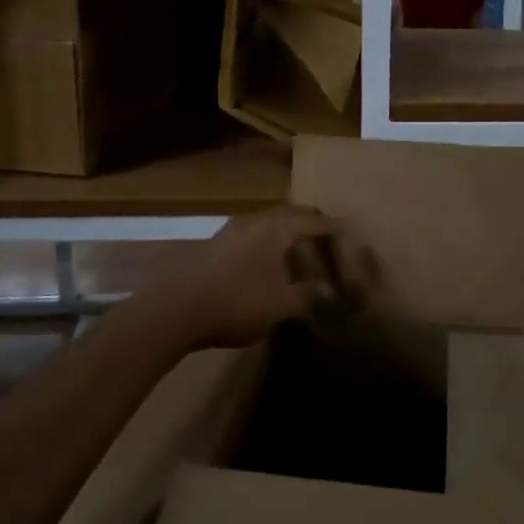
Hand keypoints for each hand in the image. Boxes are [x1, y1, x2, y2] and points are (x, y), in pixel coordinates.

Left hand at [146, 207, 339, 352]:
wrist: (177, 310)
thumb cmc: (237, 303)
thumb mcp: (280, 305)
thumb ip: (305, 294)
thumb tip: (326, 288)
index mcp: (276, 230)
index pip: (311, 221)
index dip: (330, 225)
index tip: (346, 228)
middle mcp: (255, 221)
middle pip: (288, 213)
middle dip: (307, 220)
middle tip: (324, 230)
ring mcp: (231, 230)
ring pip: (266, 221)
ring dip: (284, 227)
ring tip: (297, 241)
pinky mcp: (215, 243)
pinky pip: (251, 232)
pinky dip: (266, 238)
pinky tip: (265, 255)